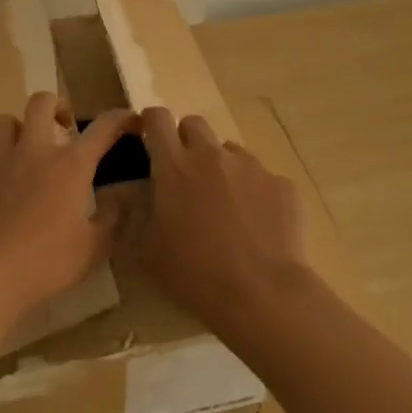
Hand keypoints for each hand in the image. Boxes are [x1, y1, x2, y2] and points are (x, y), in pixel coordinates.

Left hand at [0, 93, 136, 337]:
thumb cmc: (44, 264)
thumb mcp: (92, 250)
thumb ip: (112, 220)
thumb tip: (122, 198)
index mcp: (69, 166)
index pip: (102, 128)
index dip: (120, 119)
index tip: (129, 120)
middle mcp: (32, 151)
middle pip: (41, 102)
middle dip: (55, 106)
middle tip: (62, 127)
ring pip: (1, 122)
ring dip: (14, 132)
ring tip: (20, 152)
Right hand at [131, 107, 312, 336]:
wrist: (263, 295)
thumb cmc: (195, 274)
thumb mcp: (145, 252)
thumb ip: (134, 215)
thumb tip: (130, 195)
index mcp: (174, 165)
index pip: (157, 117)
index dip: (150, 122)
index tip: (149, 139)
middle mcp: (212, 154)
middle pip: (194, 123)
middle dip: (186, 140)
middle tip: (186, 176)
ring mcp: (250, 166)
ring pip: (229, 151)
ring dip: (221, 168)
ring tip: (226, 207)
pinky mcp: (281, 183)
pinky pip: (262, 178)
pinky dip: (254, 193)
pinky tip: (257, 227)